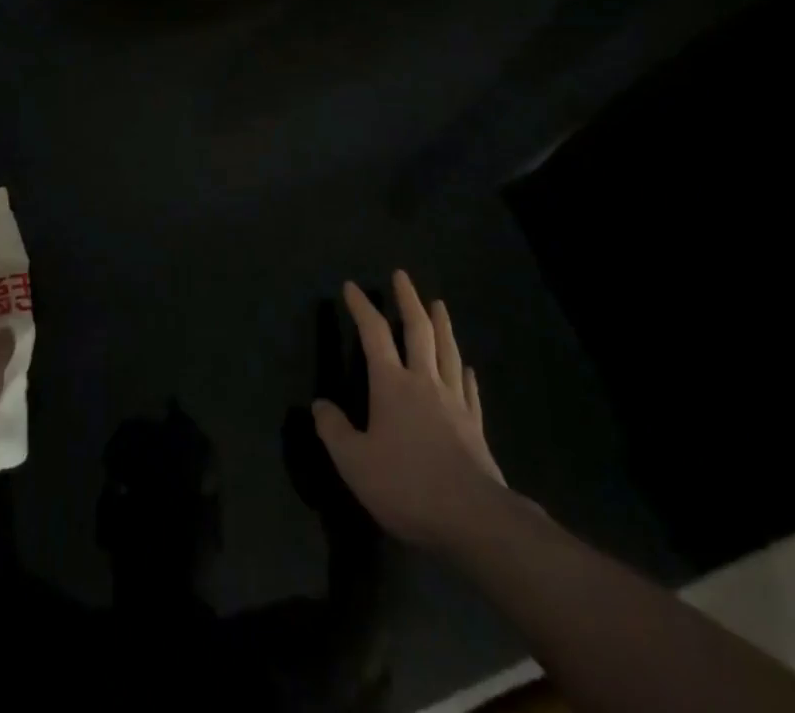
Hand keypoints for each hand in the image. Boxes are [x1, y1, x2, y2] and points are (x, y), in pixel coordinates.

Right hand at [312, 269, 506, 550]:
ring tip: (439, 304)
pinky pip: (469, 390)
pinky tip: (467, 367)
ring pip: (447, 352)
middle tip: (402, 276)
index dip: (361, 307)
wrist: (474, 518)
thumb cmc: (408, 485)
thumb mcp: (355, 463)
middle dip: (408, 300)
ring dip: (442, 325)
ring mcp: (454, 402)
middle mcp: (424, 382)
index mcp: (392, 385)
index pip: (373, 334)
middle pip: (418, 331)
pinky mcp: (475, 427)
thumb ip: (334, 431)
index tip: (352, 286)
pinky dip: (466, 374)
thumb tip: (319, 405)